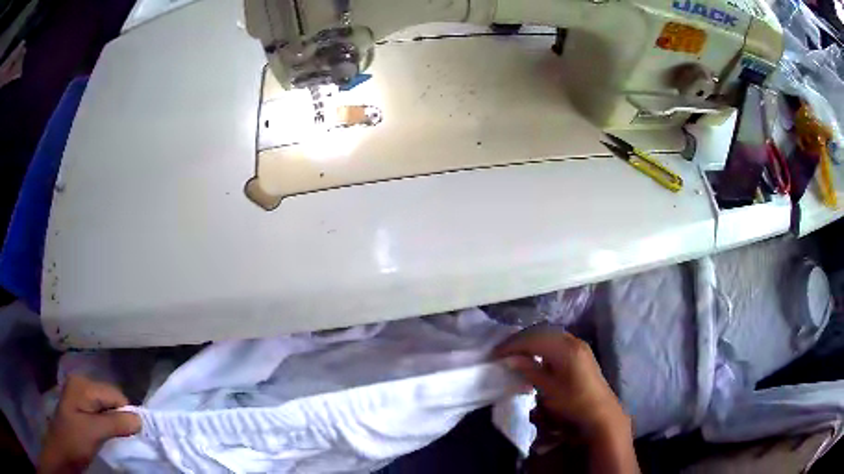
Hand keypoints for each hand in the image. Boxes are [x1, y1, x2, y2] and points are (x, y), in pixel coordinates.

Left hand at [38, 375, 140, 473]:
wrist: (62, 451)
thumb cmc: (74, 440)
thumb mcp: (94, 432)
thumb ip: (116, 423)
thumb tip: (140, 419)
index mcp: (83, 385)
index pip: (115, 394)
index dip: (126, 414)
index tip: (131, 434)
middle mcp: (81, 384)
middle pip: (111, 398)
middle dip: (120, 417)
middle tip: (123, 438)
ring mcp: (79, 396)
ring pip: (106, 407)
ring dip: (114, 422)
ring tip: (115, 438)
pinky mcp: (80, 408)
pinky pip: (100, 412)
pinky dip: (107, 424)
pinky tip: (106, 435)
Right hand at [494, 327, 628, 440]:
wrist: (600, 412)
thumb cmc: (573, 402)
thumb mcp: (548, 390)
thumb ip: (530, 371)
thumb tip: (509, 359)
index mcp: (565, 349)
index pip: (533, 339)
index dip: (512, 345)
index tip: (495, 354)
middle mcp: (573, 341)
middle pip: (541, 333)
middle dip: (520, 340)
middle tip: (502, 351)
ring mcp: (579, 346)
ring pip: (550, 336)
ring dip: (531, 342)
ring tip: (515, 353)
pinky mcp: (581, 353)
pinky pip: (557, 342)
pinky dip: (542, 346)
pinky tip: (535, 357)